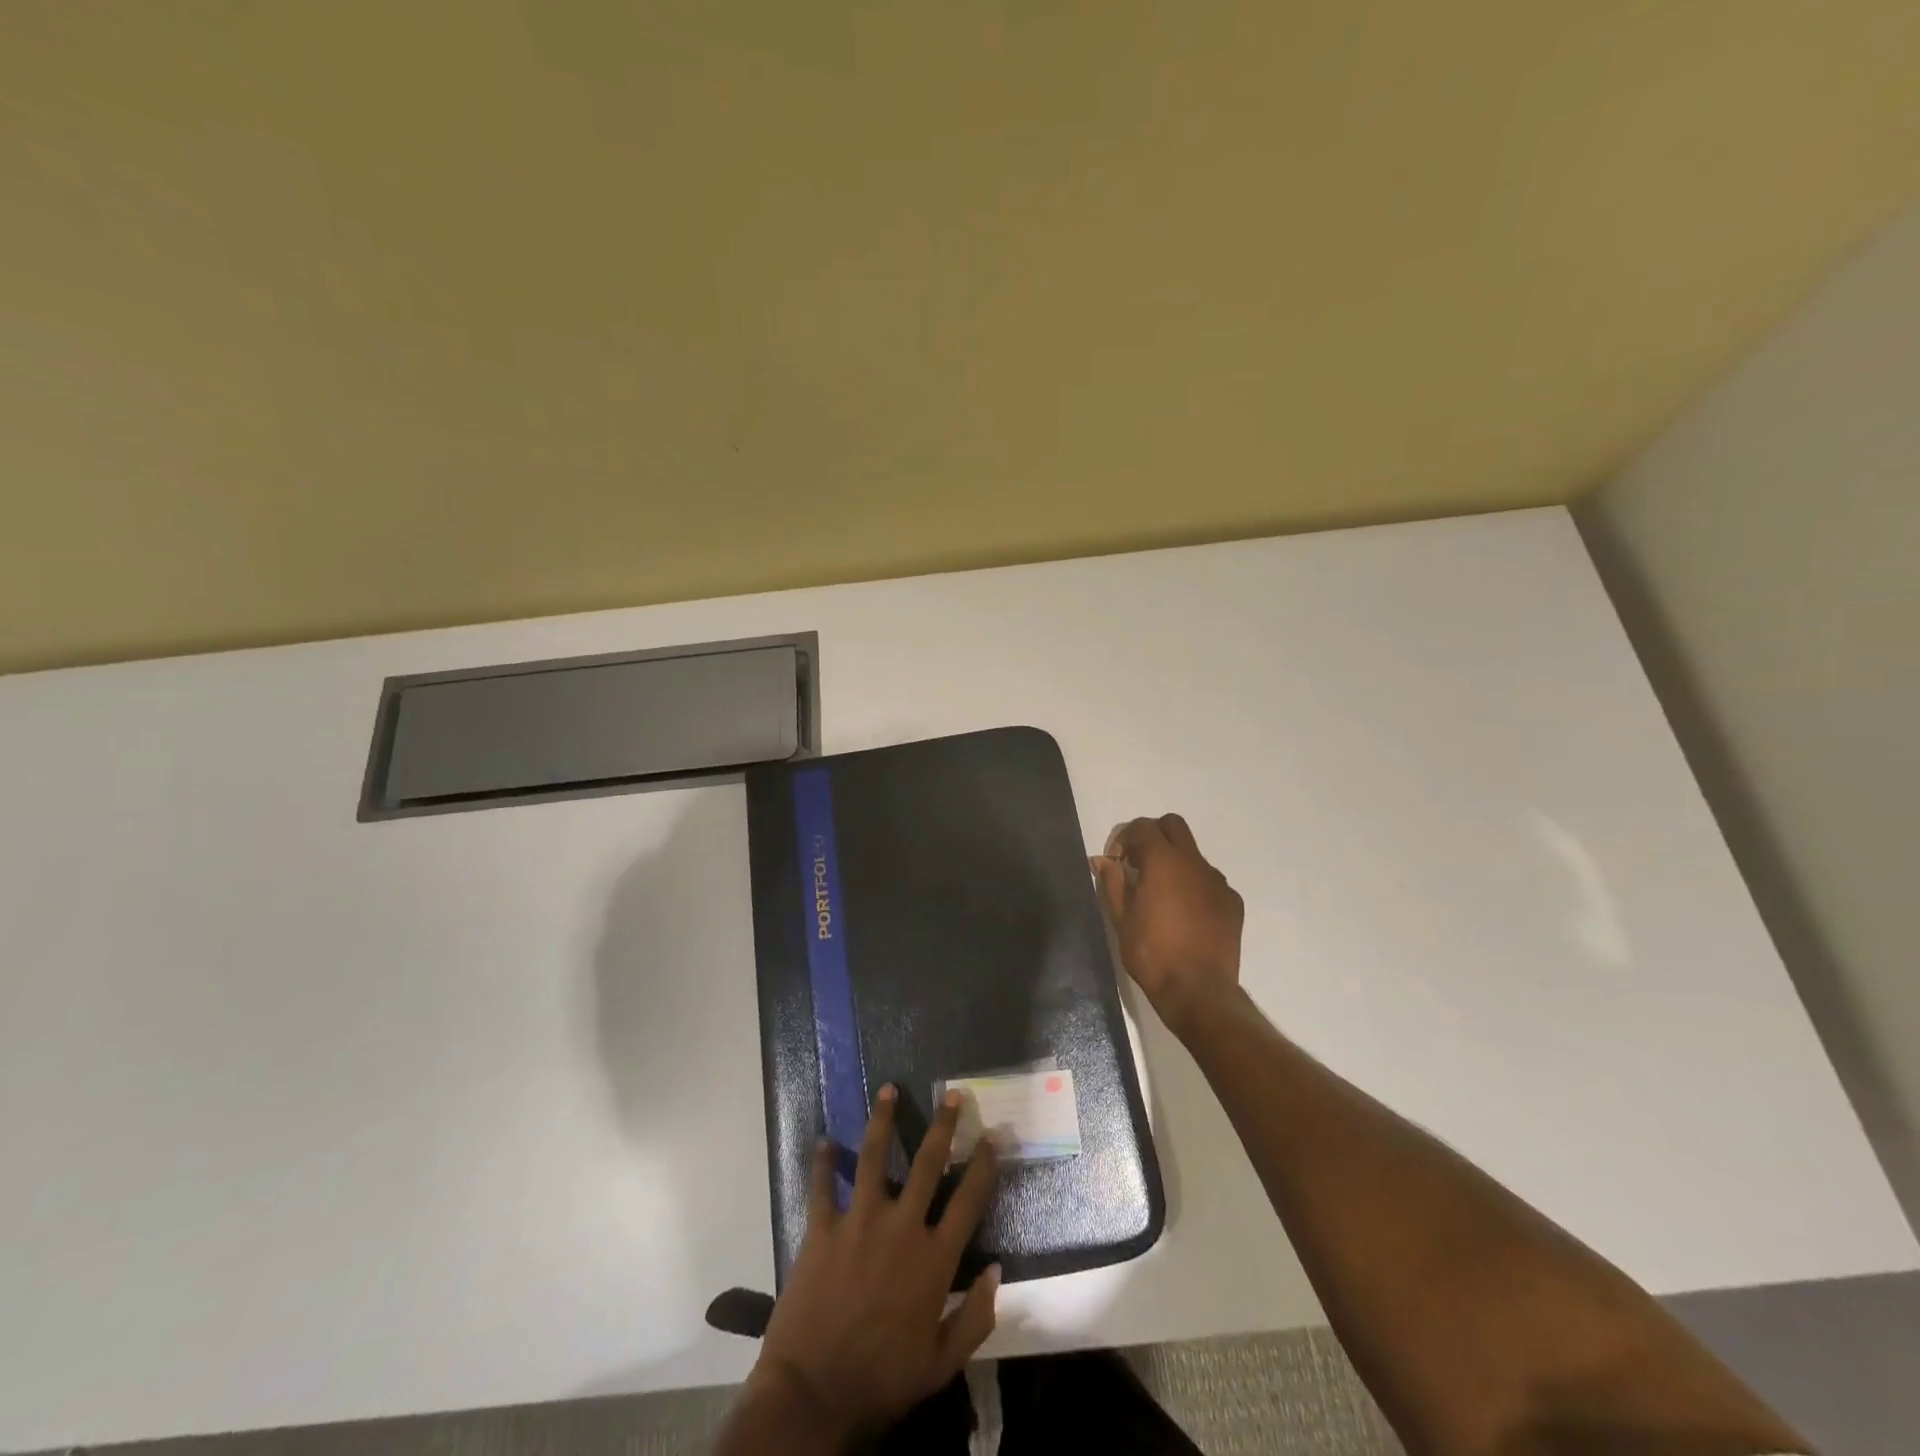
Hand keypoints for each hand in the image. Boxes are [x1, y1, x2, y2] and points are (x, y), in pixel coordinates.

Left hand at [749, 1085, 1000, 1443]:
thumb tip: (997, 1271)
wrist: (814, 1395)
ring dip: (882, 1120)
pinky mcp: (822, 1229)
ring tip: (887, 1089)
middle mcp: (901, 1227)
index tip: (993, 1136)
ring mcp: (859, 1221)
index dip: (984, 1166)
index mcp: (933, 1259)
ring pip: (874, 1156)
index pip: (968, 1201)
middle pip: (927, 1163)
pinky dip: (822, 1162)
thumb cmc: (882, 1380)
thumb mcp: (940, 1364)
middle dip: (943, 1125)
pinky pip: (822, 1186)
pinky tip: (824, 1140)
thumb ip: (975, 1318)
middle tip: (953, 1095)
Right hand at [1093, 814, 1244, 1036]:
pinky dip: (1194, 886)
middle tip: (1139, 865)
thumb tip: (1103, 860)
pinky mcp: (1232, 902)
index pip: (1143, 827)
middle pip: (1173, 826)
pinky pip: (1209, 881)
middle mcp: (1194, 862)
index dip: (1125, 839)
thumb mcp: (1121, 918)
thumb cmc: (1152, 953)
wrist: (1198, 991)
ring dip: (1175, 862)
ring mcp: (1217, 881)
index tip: (1117, 863)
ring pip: (1193, 854)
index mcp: (1164, 861)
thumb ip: (1112, 882)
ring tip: (1162, 896)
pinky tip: (1185, 916)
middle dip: (1153, 836)